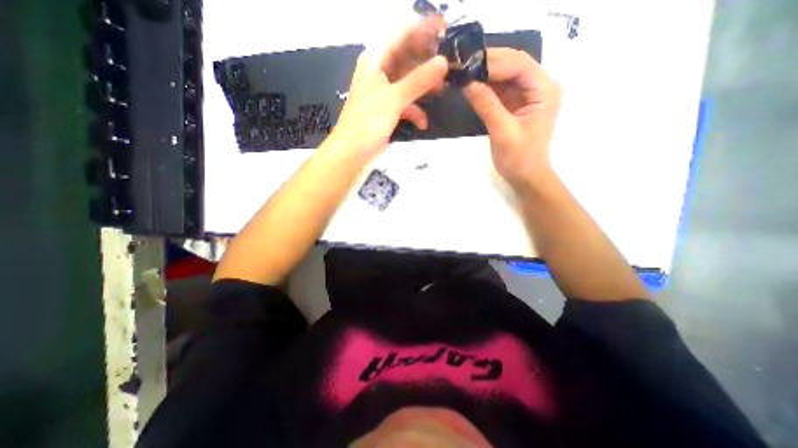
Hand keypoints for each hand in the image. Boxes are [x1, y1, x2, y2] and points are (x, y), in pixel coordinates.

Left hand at [327, 19, 445, 158]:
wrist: (352, 152)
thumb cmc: (367, 122)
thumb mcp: (393, 99)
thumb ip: (418, 81)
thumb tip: (443, 62)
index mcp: (376, 60)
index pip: (402, 33)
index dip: (424, 29)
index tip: (447, 30)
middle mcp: (380, 71)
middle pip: (407, 57)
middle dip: (427, 61)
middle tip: (450, 63)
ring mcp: (384, 91)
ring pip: (408, 81)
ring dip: (423, 87)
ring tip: (442, 90)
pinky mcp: (387, 109)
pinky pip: (405, 103)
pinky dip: (415, 111)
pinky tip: (423, 122)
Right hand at [461, 48, 559, 189]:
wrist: (525, 177)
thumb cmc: (519, 158)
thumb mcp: (502, 132)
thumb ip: (486, 105)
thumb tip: (466, 82)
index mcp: (544, 91)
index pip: (519, 64)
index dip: (493, 61)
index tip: (467, 63)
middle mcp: (539, 87)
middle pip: (513, 65)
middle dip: (488, 64)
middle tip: (462, 65)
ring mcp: (528, 95)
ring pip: (505, 76)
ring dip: (485, 74)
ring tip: (463, 72)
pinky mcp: (516, 104)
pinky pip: (500, 90)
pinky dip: (486, 87)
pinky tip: (471, 85)